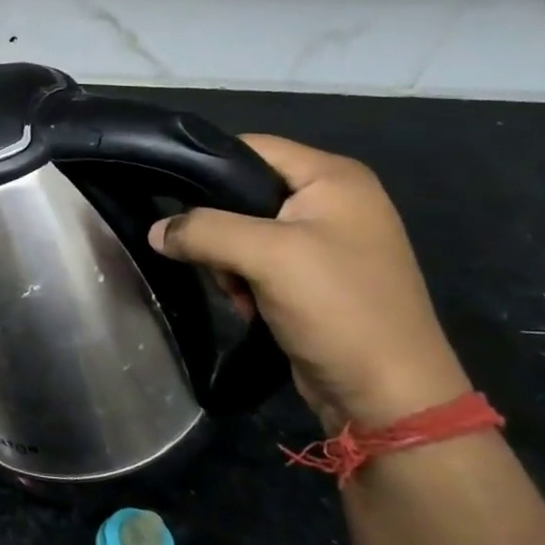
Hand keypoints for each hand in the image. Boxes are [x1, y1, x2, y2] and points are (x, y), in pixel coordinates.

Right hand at [150, 136, 468, 431]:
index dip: (206, 166)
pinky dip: (243, 280)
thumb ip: (203, 230)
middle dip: (217, 225)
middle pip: (244, 190)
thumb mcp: (266, 256)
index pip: (251, 147)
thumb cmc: (338, 308)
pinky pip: (259, 261)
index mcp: (334, 178)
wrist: (389, 397)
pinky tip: (248, 304)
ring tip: (236, 289)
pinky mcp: (315, 277)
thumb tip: (155, 231)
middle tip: (210, 256)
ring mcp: (326, 241)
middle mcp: (333, 201)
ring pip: (244, 230)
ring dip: (227, 259)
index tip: (167, 193)